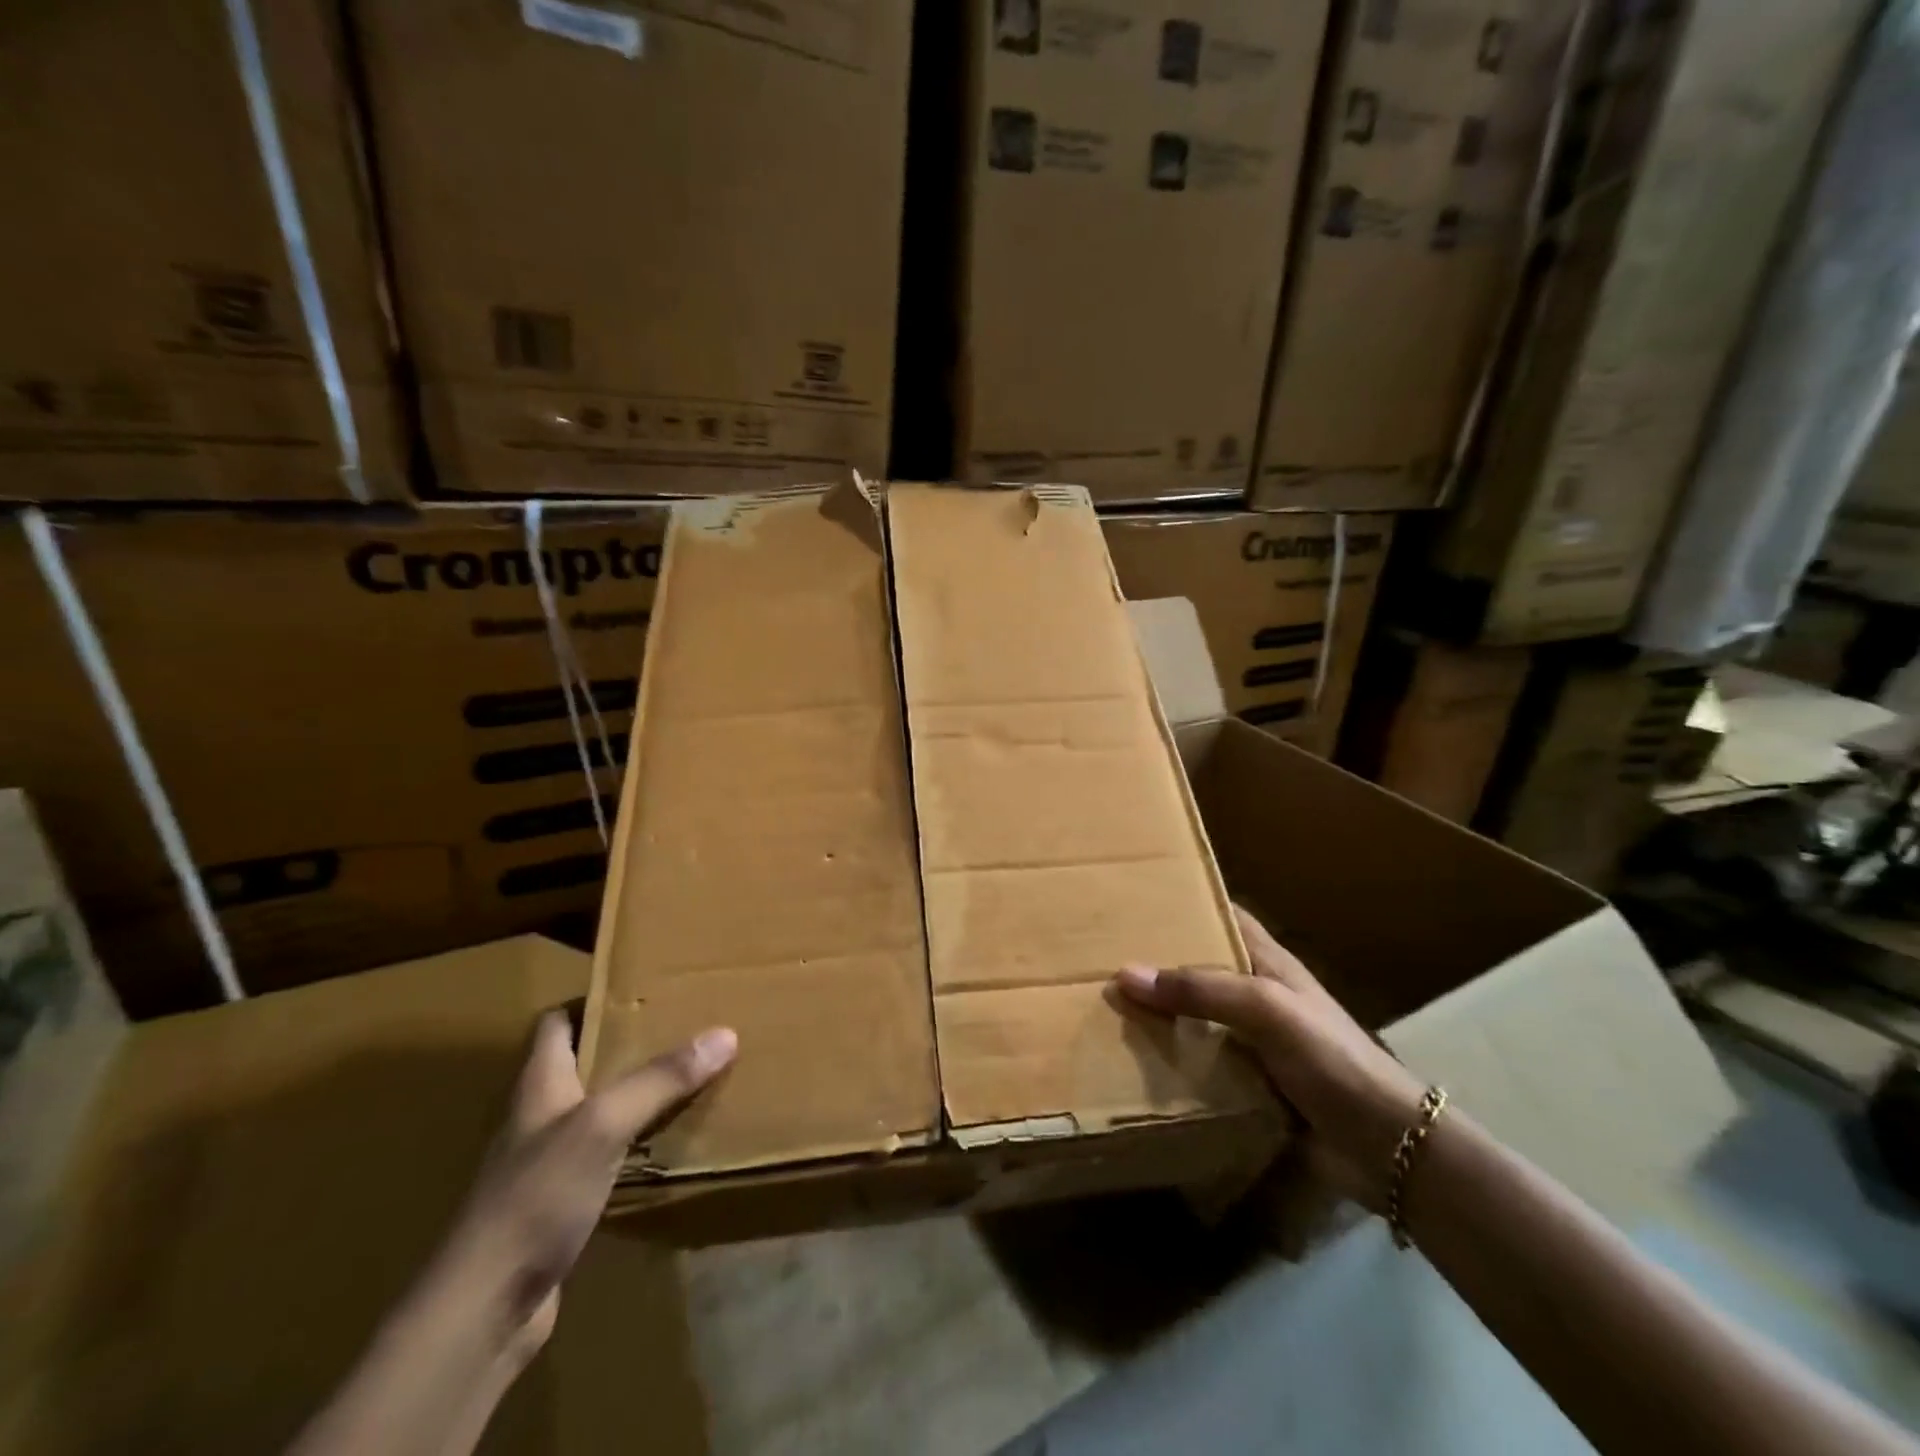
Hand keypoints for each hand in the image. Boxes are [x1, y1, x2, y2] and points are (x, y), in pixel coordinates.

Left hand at [431, 1014, 736, 1366]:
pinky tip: (670, 1141)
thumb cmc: (536, 1195)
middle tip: (684, 1025)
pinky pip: (607, 1154)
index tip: (642, 987)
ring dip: (637, 1092)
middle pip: (583, 1062)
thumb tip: (725, 1033)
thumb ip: (662, 1078)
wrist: (484, 1310)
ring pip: (599, 1109)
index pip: (556, 1022)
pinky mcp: (561, 1202)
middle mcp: (541, 1114)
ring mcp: (548, 1161)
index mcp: (539, 1082)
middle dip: (629, 1043)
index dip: (592, 1000)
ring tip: (688, 1074)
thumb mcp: (604, 1124)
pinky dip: (636, 1141)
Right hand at [1114, 905, 1423, 1209]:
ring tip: (1108, 1005)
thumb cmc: (1329, 1057)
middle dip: (1161, 960)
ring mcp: (1255, 1040)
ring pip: (1198, 1015)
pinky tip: (1137, 1060)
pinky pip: (1201, 1060)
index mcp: (1268, 962)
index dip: (1187, 902)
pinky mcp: (1250, 1081)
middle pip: (1203, 966)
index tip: (1138, 898)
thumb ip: (1201, 990)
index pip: (1224, 916)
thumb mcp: (1265, 1008)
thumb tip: (1126, 974)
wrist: (1384, 1144)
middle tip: (1106, 955)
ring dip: (1162, 1013)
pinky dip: (1173, 1057)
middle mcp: (1258, 994)